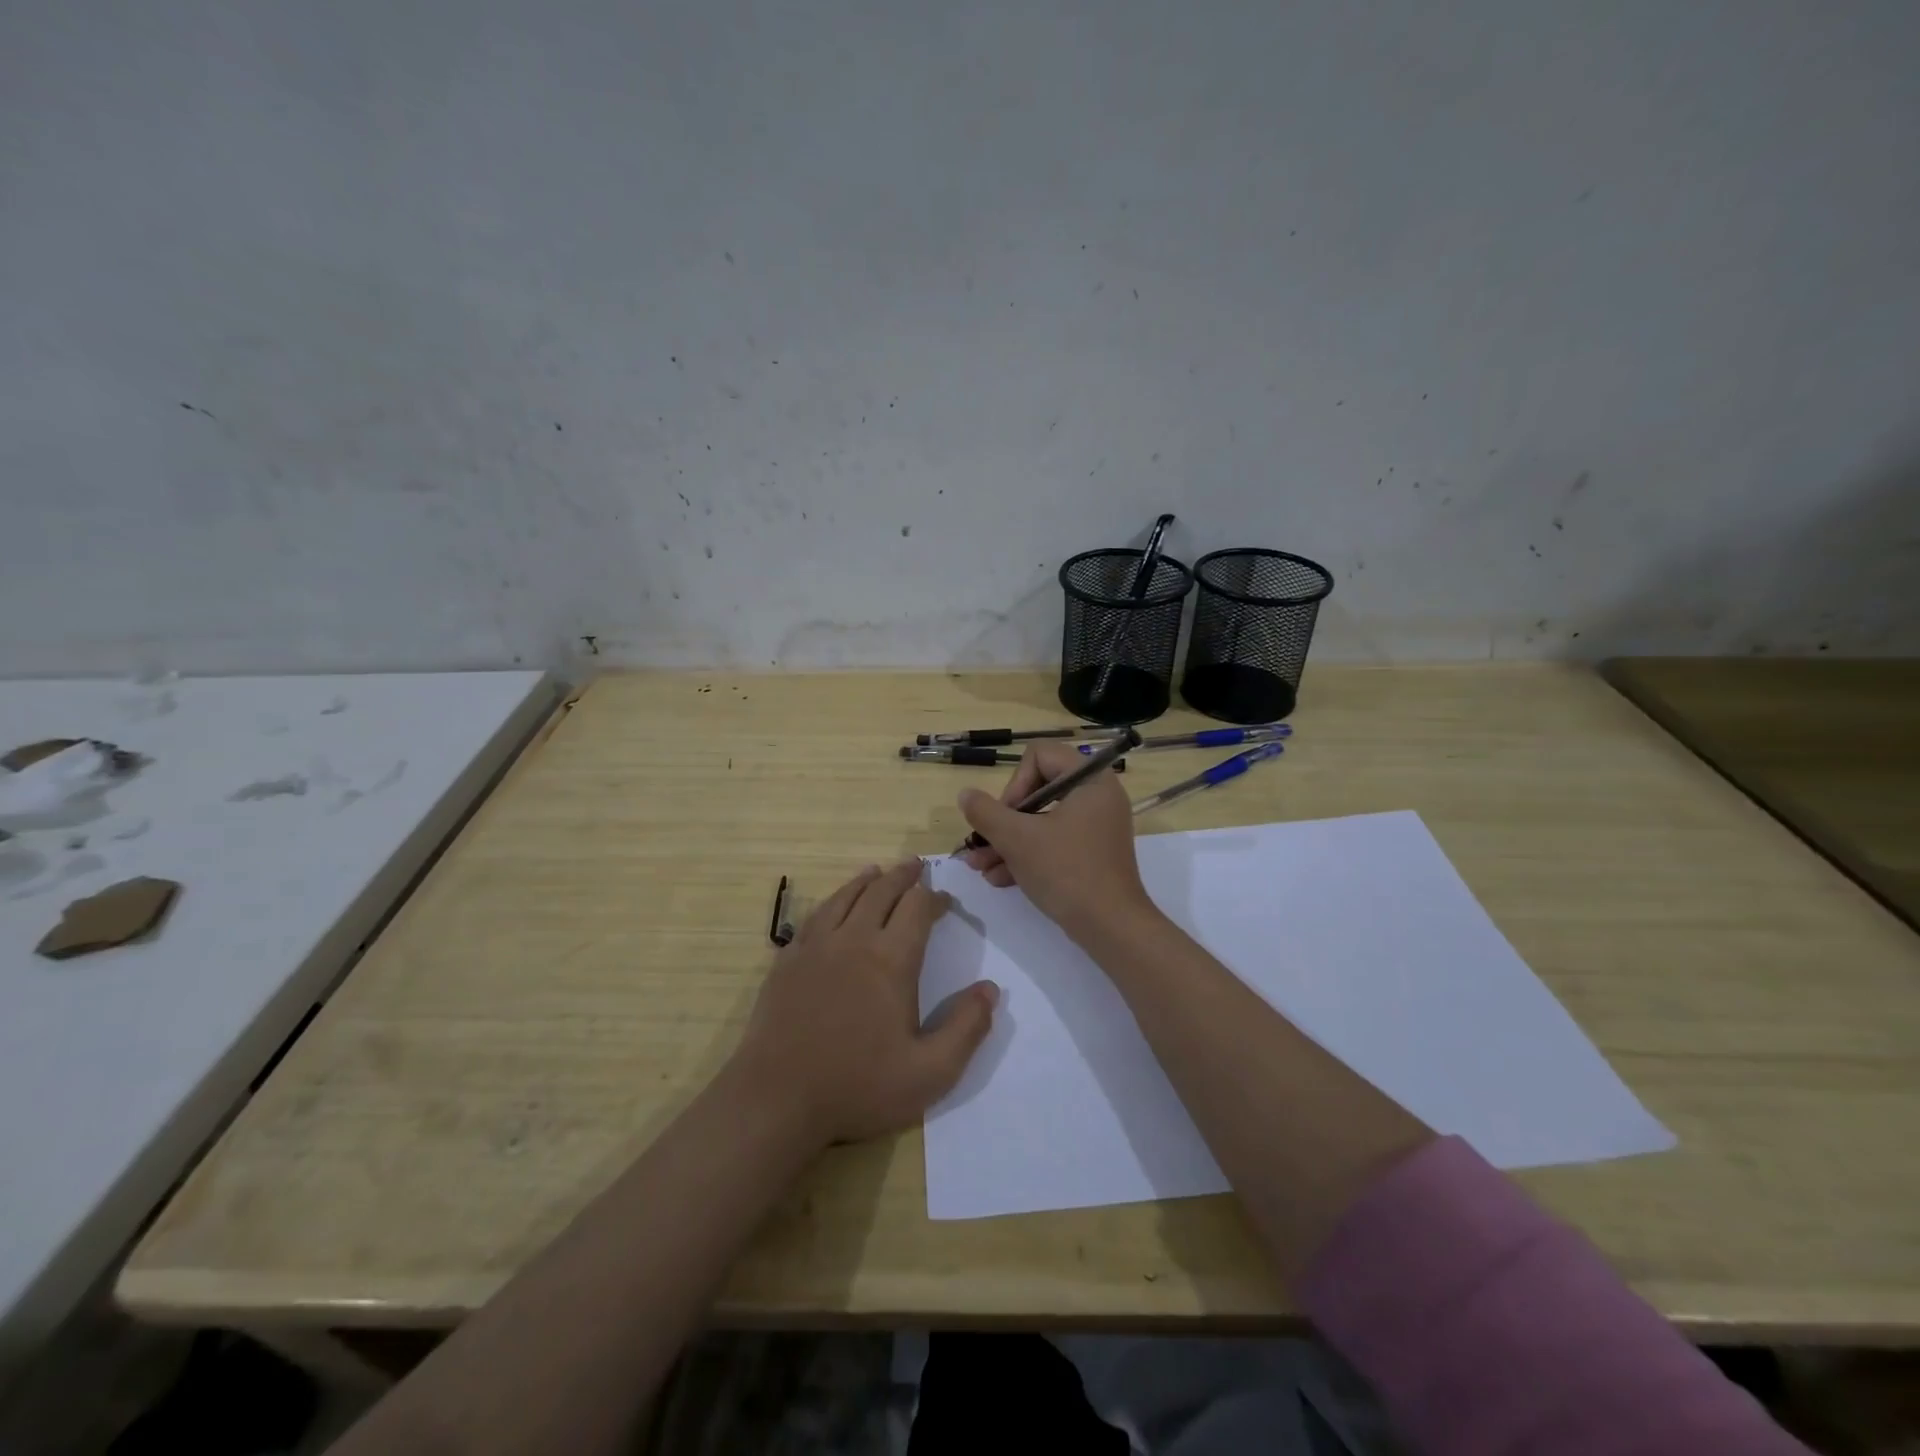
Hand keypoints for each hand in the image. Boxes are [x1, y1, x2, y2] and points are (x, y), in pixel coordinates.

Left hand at [730, 860, 998, 1146]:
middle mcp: (854, 940)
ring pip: (846, 897)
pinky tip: (834, 905)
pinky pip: (815, 916)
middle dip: (904, 876)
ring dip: (867, 880)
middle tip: (916, 866)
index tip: (945, 901)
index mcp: (891, 960)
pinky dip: (833, 900)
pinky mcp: (787, 960)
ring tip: (877, 871)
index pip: (918, 908)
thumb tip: (990, 989)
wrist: (777, 1098)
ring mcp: (816, 947)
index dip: (935, 898)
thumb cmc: (858, 1087)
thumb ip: (967, 1029)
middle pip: (882, 891)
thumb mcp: (930, 1072)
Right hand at [957, 742, 1155, 940]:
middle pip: (1037, 790)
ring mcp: (1095, 827)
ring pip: (1041, 821)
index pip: (1040, 755)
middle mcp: (1097, 797)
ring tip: (979, 867)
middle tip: (983, 842)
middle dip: (1003, 820)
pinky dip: (1027, 856)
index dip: (1015, 782)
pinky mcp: (1091, 853)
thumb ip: (986, 812)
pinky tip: (998, 879)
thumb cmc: (1066, 871)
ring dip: (1007, 841)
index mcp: (1090, 780)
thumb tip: (966, 794)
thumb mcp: (1018, 839)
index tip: (1005, 814)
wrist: (1111, 928)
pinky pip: (1053, 842)